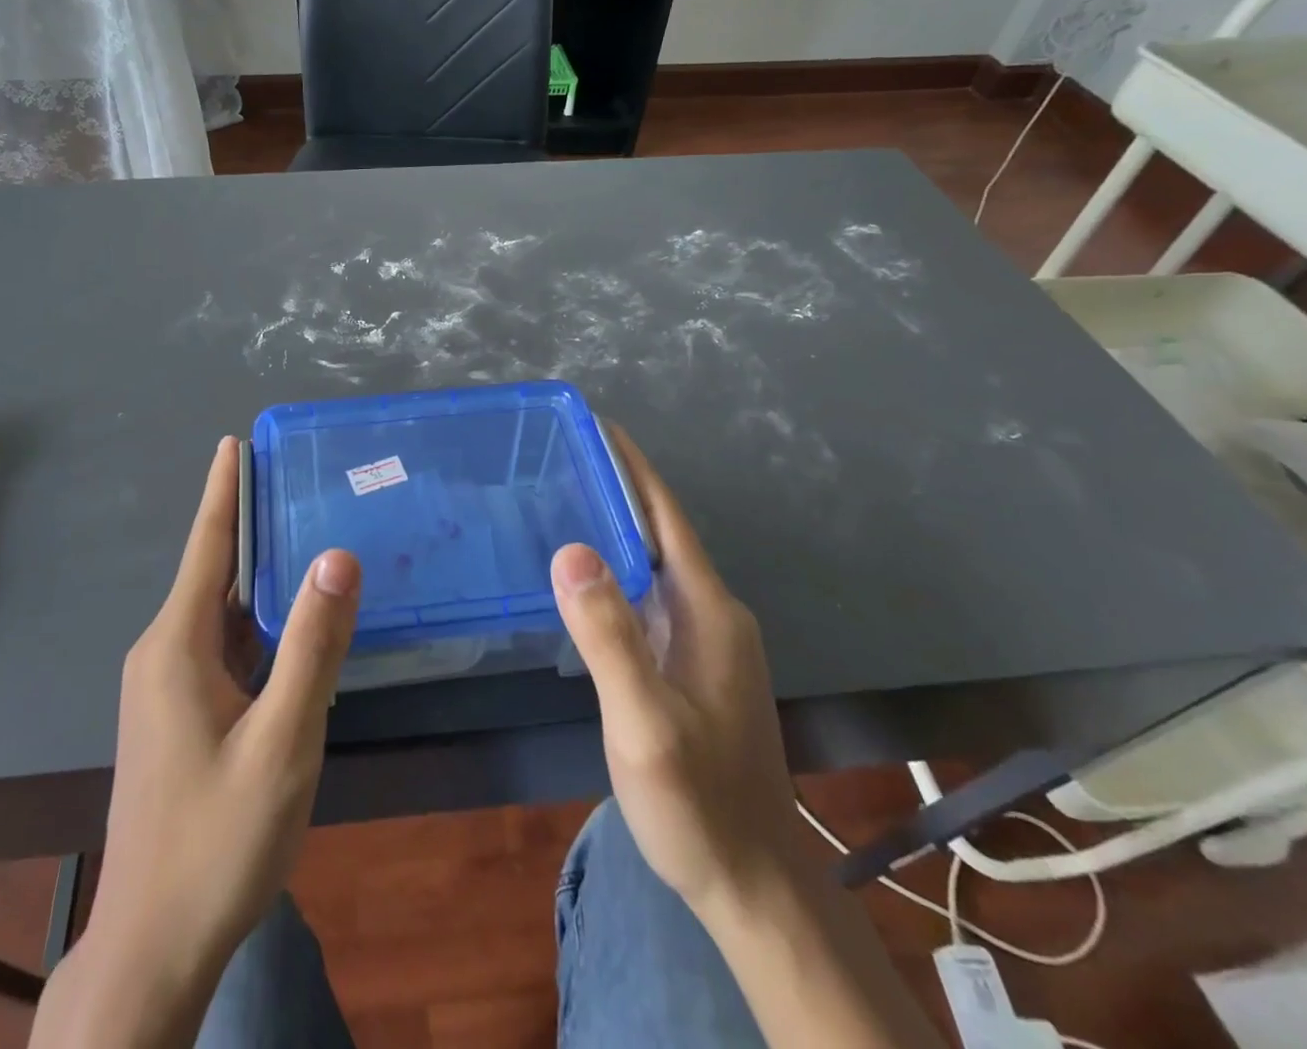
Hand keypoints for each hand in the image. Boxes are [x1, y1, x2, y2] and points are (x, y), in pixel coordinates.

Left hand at [52, 437, 359, 1039]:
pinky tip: (293, 624)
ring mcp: (167, 687)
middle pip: (216, 572)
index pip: (207, 545)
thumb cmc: (218, 840)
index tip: (234, 441)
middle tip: (301, 481)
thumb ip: (312, 646)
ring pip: (222, 613)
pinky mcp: (179, 715)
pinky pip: (223, 647)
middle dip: (253, 524)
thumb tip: (336, 556)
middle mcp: (164, 653)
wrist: (152, 947)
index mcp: (176, 644)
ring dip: (260, 576)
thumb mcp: (282, 740)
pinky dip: (257, 622)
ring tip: (308, 537)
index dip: (223, 490)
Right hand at [552, 425, 800, 927]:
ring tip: (558, 501)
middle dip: (614, 487)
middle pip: (659, 531)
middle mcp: (713, 612)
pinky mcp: (693, 664)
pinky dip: (616, 569)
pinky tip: (583, 576)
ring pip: (653, 563)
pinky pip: (649, 595)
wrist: (751, 880)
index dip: (631, 467)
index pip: (665, 515)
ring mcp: (707, 640)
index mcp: (707, 609)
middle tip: (555, 458)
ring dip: (614, 526)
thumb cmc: (697, 801)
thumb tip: (570, 550)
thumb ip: (610, 637)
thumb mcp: (645, 723)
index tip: (593, 425)